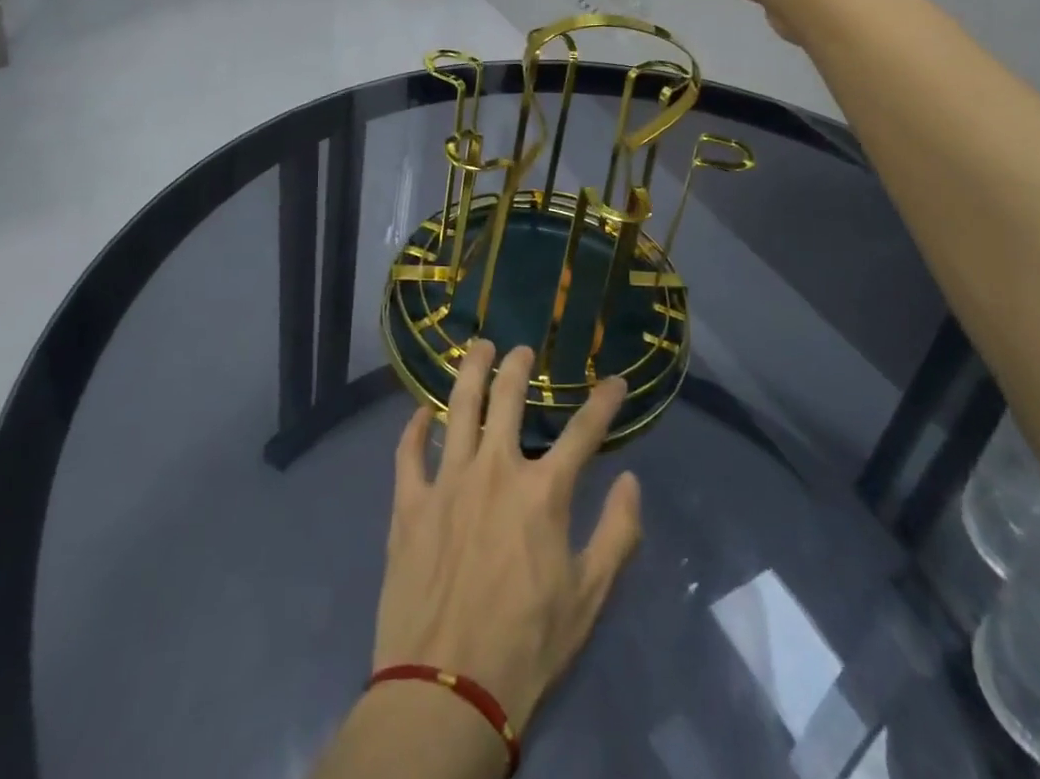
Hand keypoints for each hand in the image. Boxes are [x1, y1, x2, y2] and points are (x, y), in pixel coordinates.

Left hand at [373, 341, 642, 735]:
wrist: (446, 691)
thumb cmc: (527, 646)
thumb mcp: (589, 598)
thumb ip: (617, 534)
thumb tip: (630, 481)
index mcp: (542, 492)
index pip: (583, 432)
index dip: (603, 402)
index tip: (614, 380)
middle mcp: (495, 470)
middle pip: (507, 399)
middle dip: (519, 366)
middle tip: (523, 350)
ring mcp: (447, 482)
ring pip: (458, 408)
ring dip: (470, 372)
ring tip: (478, 348)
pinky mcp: (409, 504)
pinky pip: (409, 452)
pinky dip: (415, 427)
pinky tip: (421, 412)